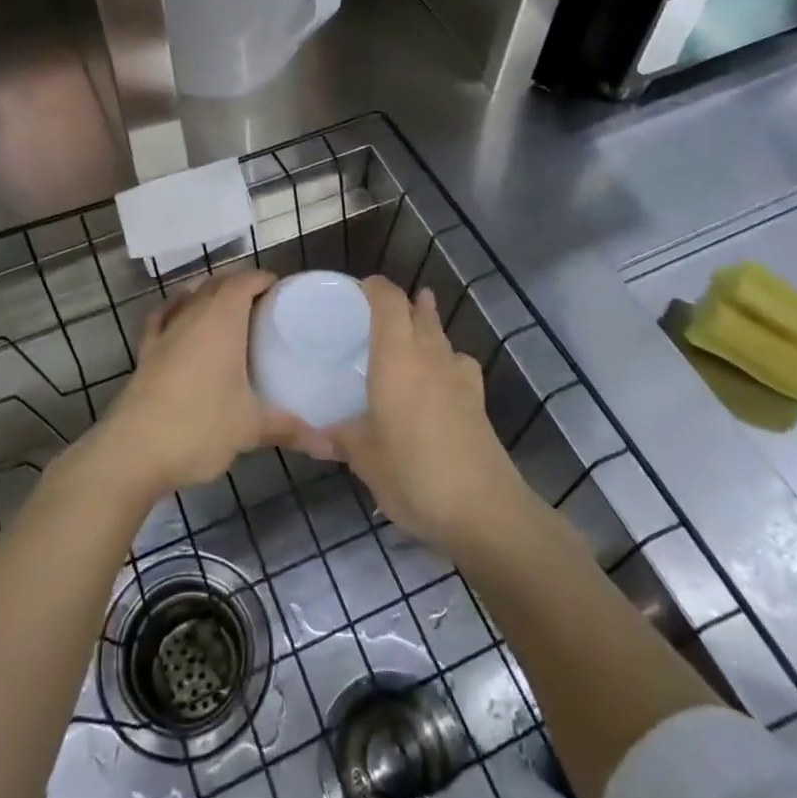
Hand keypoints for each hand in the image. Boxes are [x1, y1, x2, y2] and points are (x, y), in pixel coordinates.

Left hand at [96, 269, 334, 498]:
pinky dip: (176, 312)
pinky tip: (182, 322)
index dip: (263, 279)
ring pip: (190, 298)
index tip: (283, 292)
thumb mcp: (250, 428)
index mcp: (221, 321)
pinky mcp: (146, 353)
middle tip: (266, 307)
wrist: (132, 452)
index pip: (244, 281)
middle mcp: (192, 316)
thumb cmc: (198, 427)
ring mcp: (165, 332)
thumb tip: (329, 445)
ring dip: (210, 296)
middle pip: (217, 284)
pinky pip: (163, 318)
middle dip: (240, 286)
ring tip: (231, 314)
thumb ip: (289, 428)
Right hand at [331, 278, 528, 553]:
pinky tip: (441, 376)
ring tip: (412, 326)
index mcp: (397, 358)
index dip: (375, 287)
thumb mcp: (364, 458)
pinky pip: (459, 363)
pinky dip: (447, 358)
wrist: (483, 509)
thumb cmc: (413, 473)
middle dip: (401, 304)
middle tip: (375, 313)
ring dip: (426, 324)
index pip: (389, 301)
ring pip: (441, 335)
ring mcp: (459, 377)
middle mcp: (429, 356)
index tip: (356, 289)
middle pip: (418, 313)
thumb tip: (313, 436)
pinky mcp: (477, 400)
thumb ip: (340, 438)